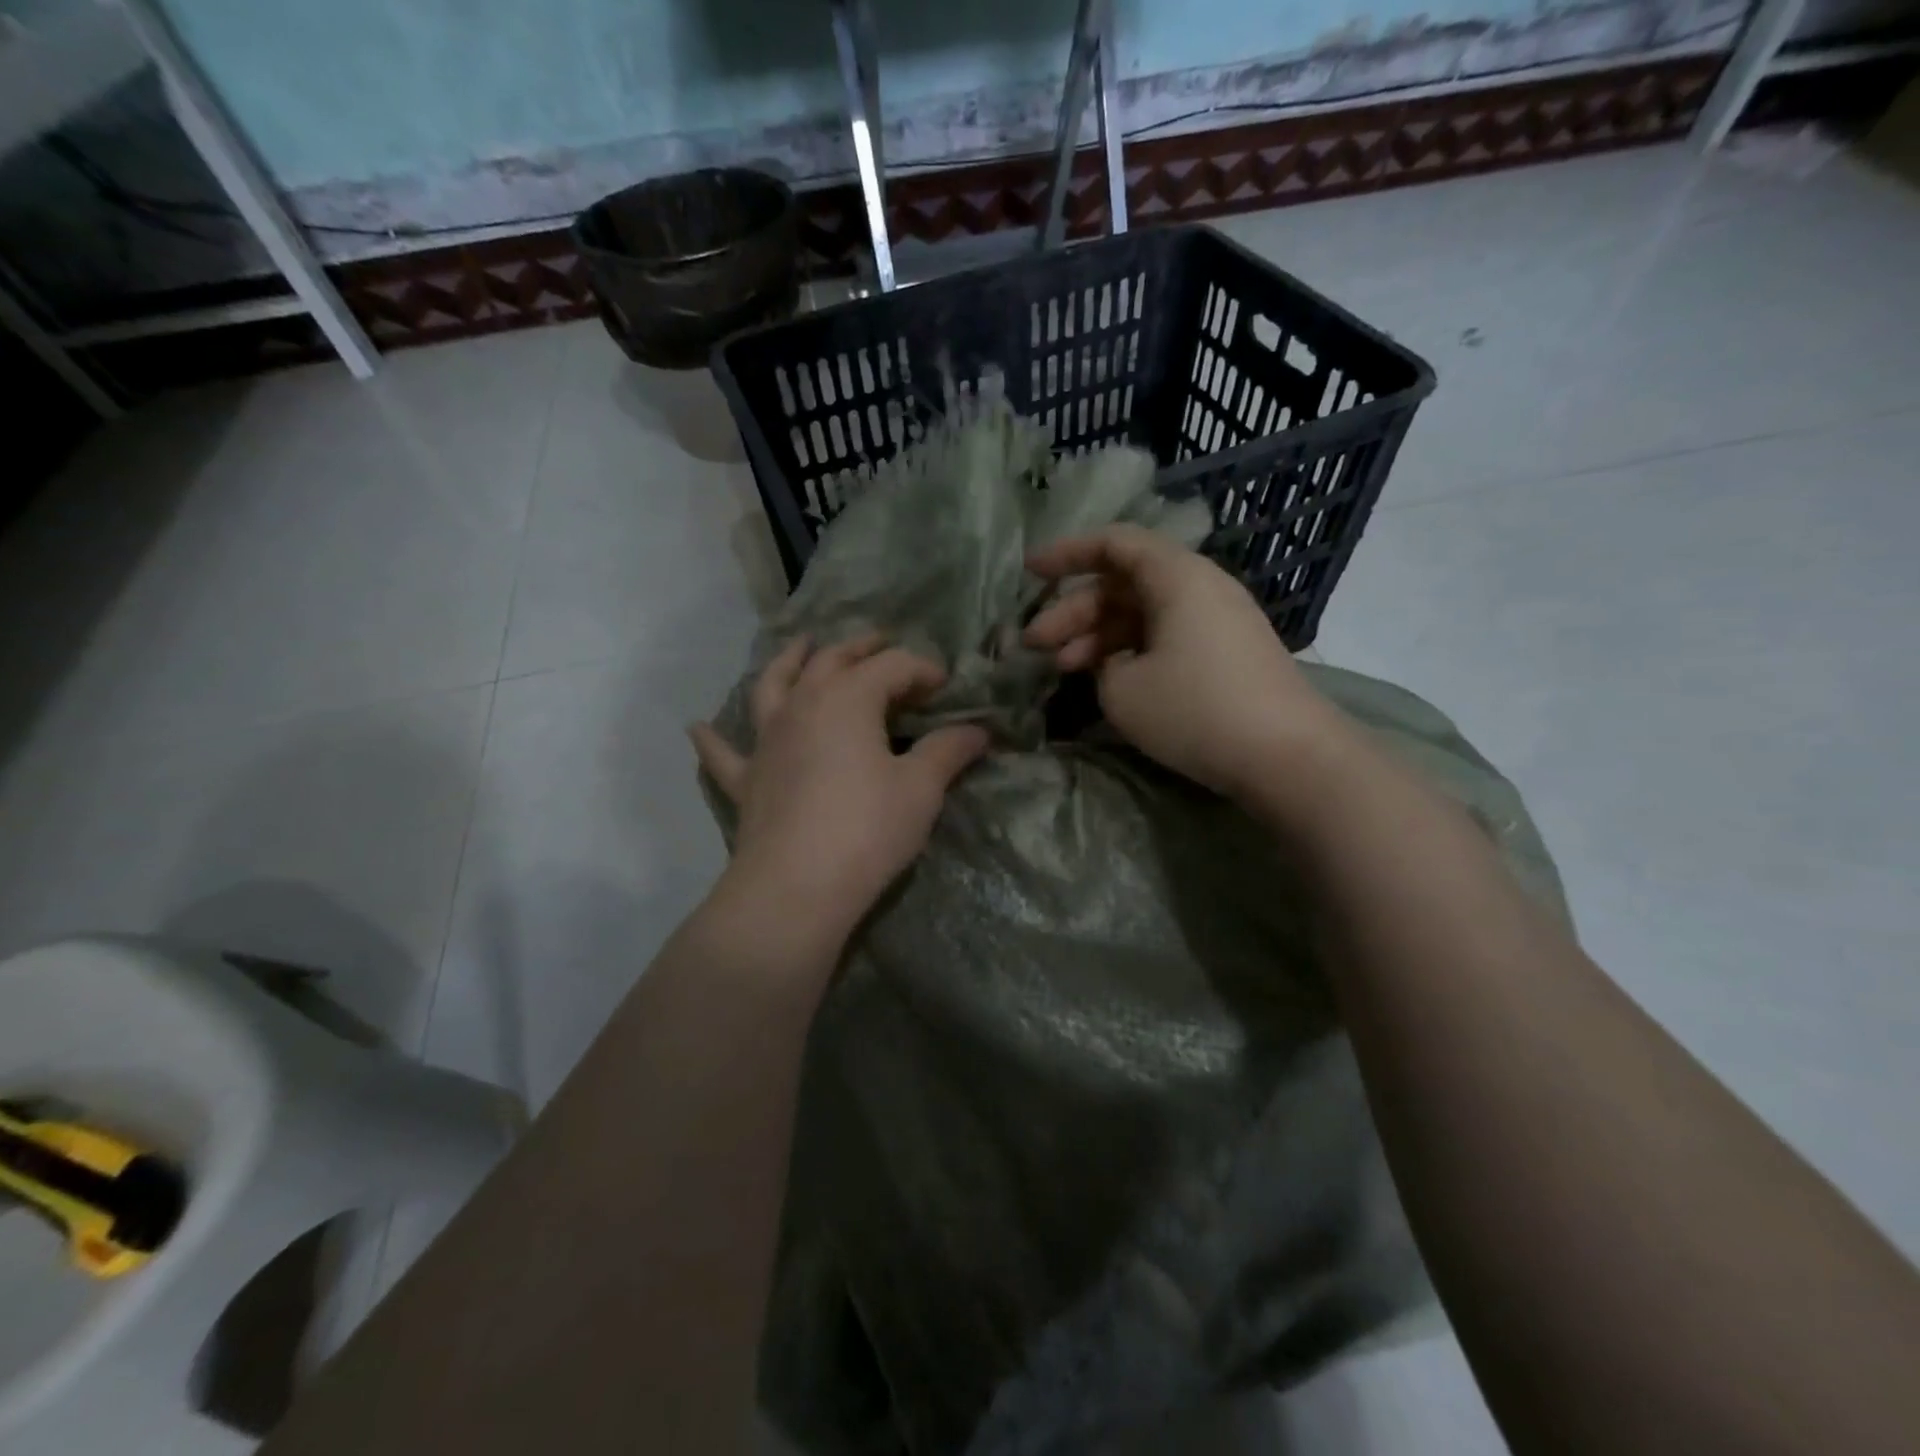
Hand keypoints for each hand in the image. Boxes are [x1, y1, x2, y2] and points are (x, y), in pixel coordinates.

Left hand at [690, 634, 989, 946]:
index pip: (892, 666)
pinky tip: (698, 727)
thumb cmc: (867, 829)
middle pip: (832, 662)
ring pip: (773, 685)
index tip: (946, 687)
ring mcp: (766, 740)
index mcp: (848, 699)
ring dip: (789, 661)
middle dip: (860, 648)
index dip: (922, 669)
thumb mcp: (921, 788)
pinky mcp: (746, 779)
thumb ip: (948, 752)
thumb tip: (979, 731)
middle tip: (880, 642)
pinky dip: (713, 738)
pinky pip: (724, 753)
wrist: (796, 886)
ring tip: (800, 646)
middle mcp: (802, 706)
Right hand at [1024, 525, 1342, 798]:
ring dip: (1098, 637)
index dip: (1066, 553)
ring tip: (1062, 669)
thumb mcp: (1123, 690)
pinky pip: (1166, 636)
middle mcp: (1200, 587)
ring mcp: (1217, 621)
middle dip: (1073, 611)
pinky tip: (1107, 681)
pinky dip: (1131, 652)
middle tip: (1033, 645)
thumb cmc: (1196, 710)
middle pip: (1123, 584)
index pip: (1113, 544)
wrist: (1288, 756)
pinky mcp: (1226, 654)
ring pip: (1143, 614)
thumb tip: (1114, 661)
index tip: (1029, 572)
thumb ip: (1102, 664)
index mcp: (1176, 577)